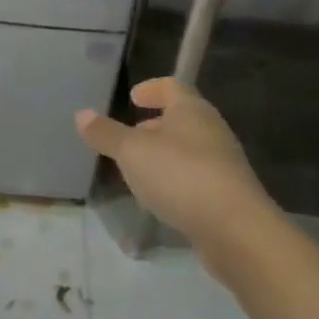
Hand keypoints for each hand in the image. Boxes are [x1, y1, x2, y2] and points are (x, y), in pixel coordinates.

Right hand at [76, 78, 271, 258]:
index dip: (152, 88)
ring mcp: (223, 164)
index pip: (172, 86)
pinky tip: (160, 199)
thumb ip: (106, 133)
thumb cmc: (181, 176)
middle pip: (181, 118)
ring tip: (138, 170)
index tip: (133, 98)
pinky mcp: (228, 196)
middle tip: (130, 136)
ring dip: (164, 155)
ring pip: (188, 149)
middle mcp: (211, 131)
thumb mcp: (132, 152)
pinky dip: (176, 180)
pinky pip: (196, 178)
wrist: (237, 231)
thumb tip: (81, 114)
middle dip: (154, 125)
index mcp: (191, 110)